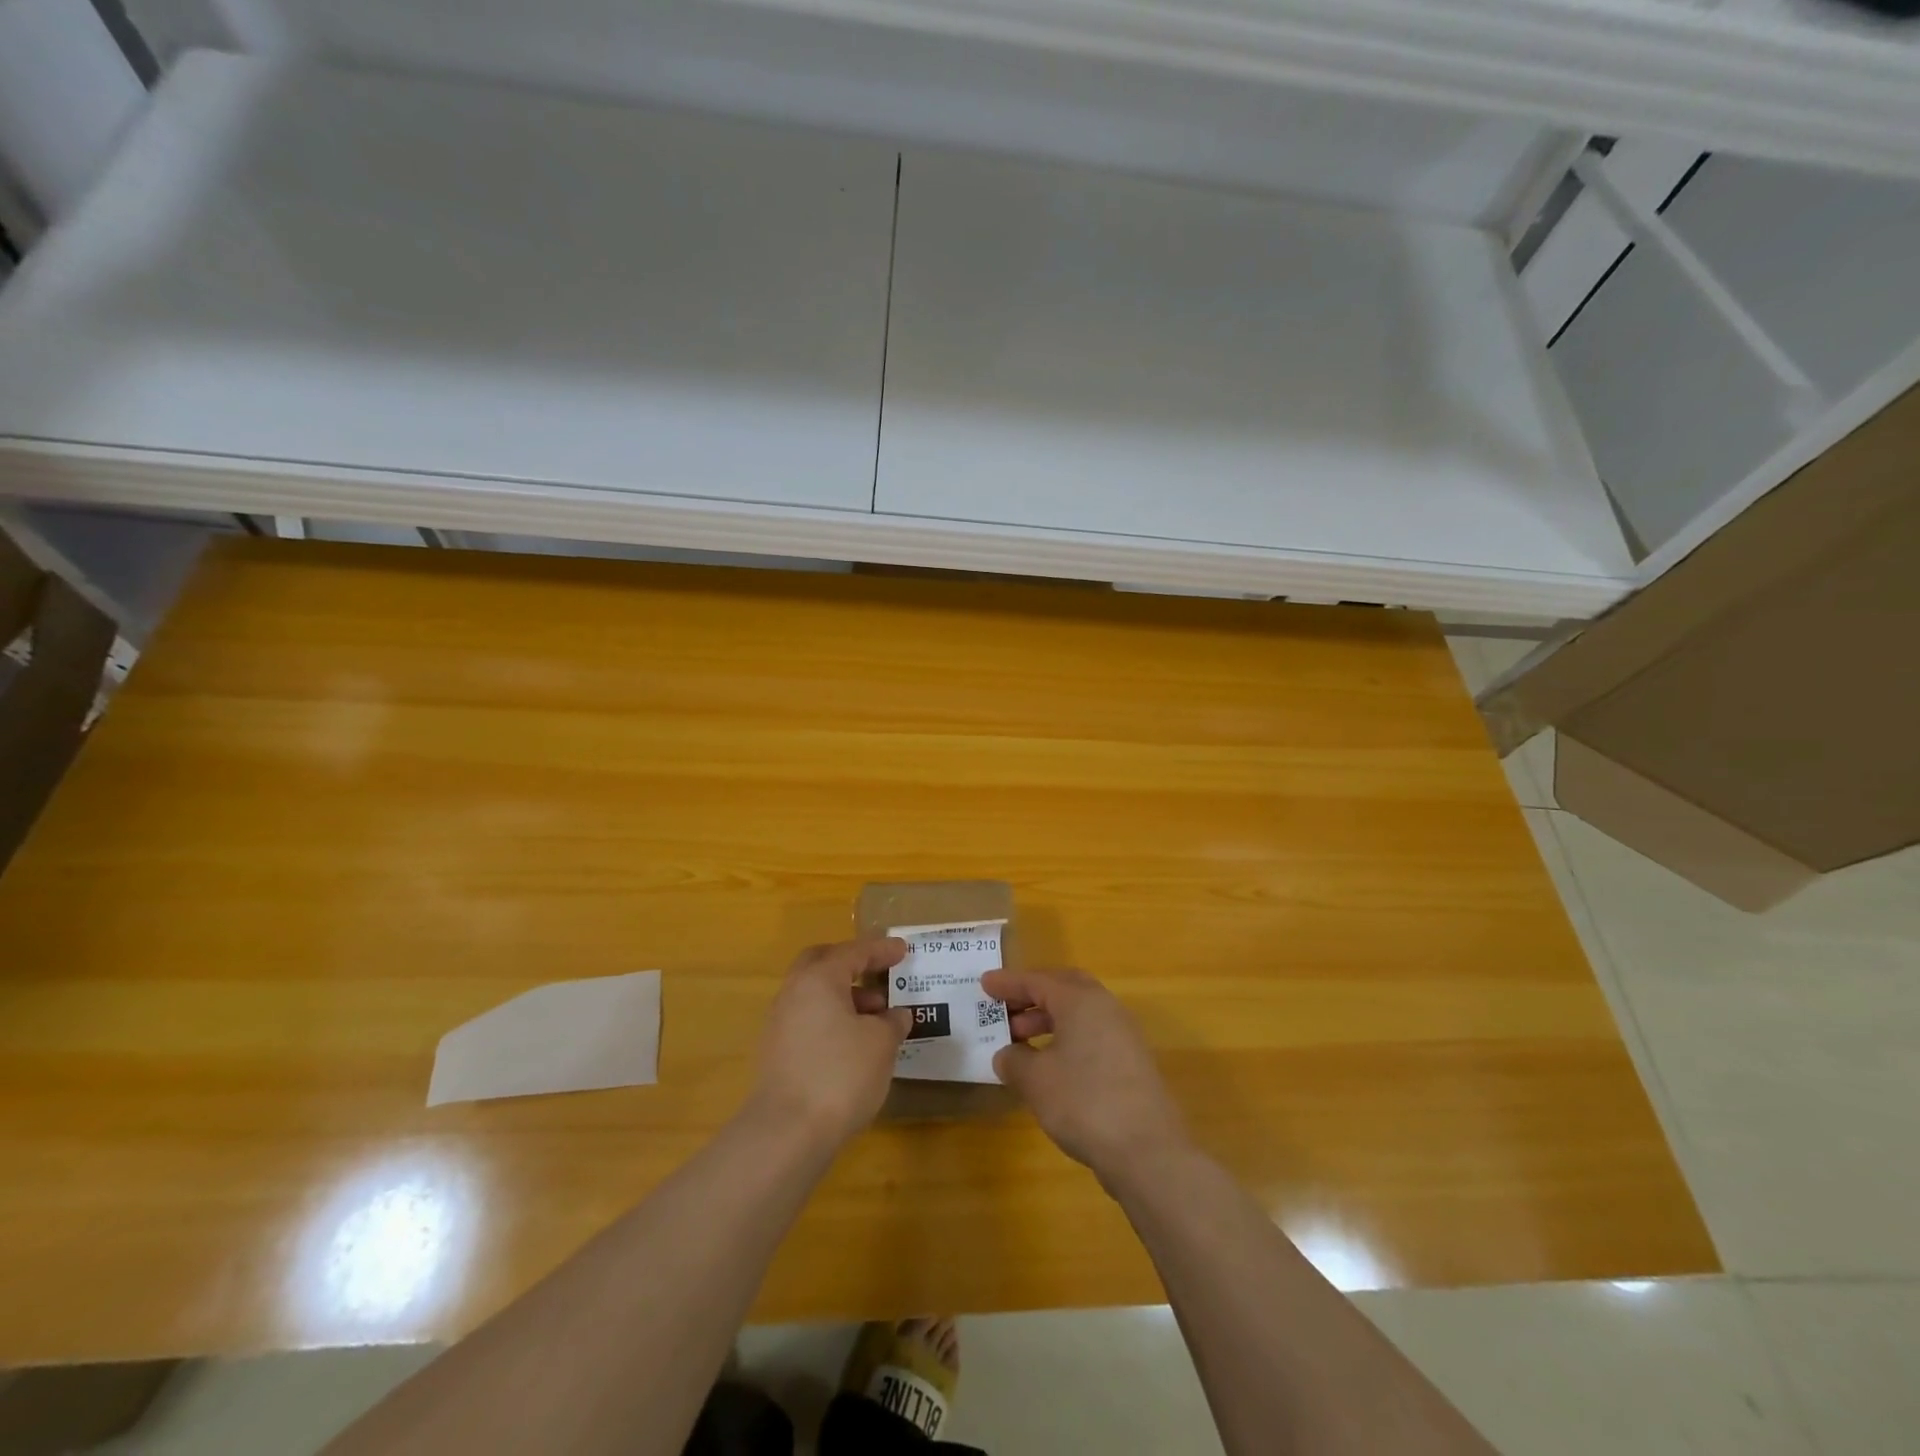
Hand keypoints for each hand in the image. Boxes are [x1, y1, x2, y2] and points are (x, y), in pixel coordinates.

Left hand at [748, 938, 909, 1148]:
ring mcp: (780, 1024)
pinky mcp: (777, 1053)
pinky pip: (809, 1020)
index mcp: (819, 979)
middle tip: (878, 973)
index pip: (854, 952)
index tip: (903, 951)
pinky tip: (855, 1044)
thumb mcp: (881, 1044)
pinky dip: (833, 1021)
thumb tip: (895, 1015)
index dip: (881, 950)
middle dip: (852, 964)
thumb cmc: (840, 1074)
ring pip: (814, 994)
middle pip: (823, 963)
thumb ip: (892, 1022)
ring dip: (845, 997)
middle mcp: (794, 993)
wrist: (787, 1133)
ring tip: (877, 1019)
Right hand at [985, 968, 1188, 1184]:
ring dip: (1048, 1020)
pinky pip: (1091, 1035)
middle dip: (1032, 996)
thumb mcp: (1036, 1080)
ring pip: (1079, 1013)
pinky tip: (1050, 1066)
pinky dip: (1066, 1039)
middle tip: (1005, 1008)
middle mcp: (1106, 1008)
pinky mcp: (1132, 1062)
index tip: (984, 984)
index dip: (1008, 983)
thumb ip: (1015, 1060)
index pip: (1037, 981)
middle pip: (1064, 988)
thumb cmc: (1084, 1102)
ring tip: (1019, 1043)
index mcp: (1081, 1001)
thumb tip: (1007, 1054)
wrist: (1147, 1151)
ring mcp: (1124, 1035)